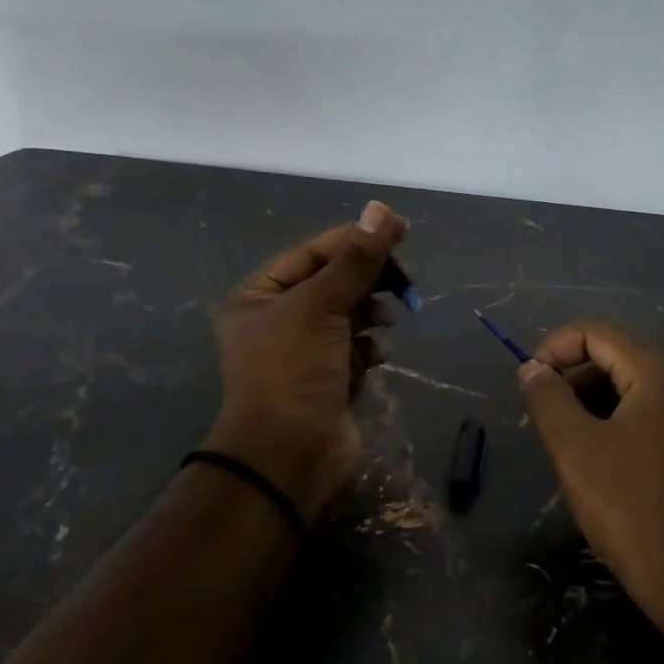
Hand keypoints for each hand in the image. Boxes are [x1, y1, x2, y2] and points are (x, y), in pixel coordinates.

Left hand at [205, 200, 409, 518]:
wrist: (290, 453)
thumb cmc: (294, 370)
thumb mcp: (321, 305)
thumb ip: (355, 259)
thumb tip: (382, 210)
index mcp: (258, 297)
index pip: (313, 253)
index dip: (355, 240)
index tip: (400, 231)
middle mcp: (277, 321)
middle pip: (333, 283)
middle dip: (368, 280)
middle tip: (404, 279)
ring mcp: (304, 353)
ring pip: (349, 316)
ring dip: (372, 313)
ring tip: (387, 320)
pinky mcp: (329, 380)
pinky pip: (356, 350)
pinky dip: (370, 348)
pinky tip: (377, 356)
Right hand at [519, 322, 663, 647]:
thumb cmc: (632, 511)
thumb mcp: (576, 451)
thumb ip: (547, 399)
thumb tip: (531, 368)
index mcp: (661, 377)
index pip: (598, 333)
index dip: (555, 348)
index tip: (528, 382)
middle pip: (620, 358)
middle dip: (574, 378)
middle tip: (544, 418)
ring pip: (637, 391)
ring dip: (595, 403)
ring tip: (567, 442)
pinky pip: (656, 418)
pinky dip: (621, 424)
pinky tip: (602, 461)